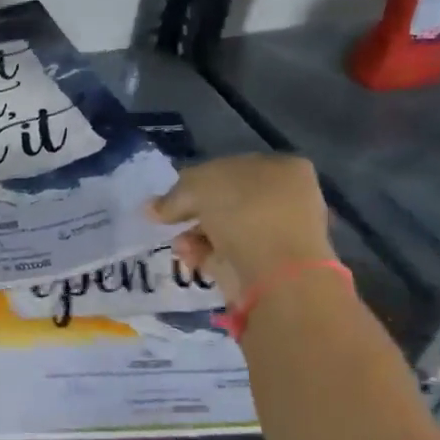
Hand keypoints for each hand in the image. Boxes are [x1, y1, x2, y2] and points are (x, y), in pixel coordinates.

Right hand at [148, 155, 335, 309]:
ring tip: (180, 244)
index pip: (230, 168)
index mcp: (282, 167)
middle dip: (194, 212)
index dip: (198, 180)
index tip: (173, 197)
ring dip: (195, 235)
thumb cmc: (243, 212)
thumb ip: (174, 195)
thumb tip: (152, 208)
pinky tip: (191, 258)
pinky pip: (227, 254)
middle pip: (227, 201)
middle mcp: (287, 197)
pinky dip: (205, 255)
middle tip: (171, 220)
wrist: (276, 272)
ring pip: (225, 230)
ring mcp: (280, 234)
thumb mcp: (197, 186)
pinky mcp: (268, 266)